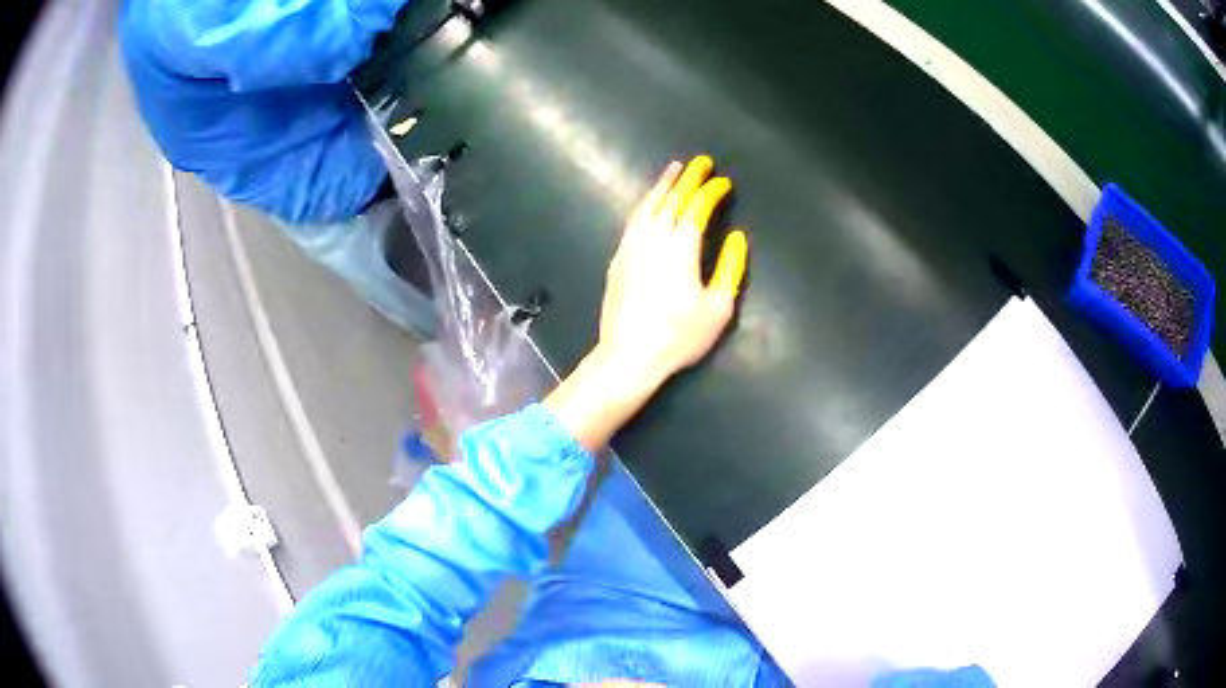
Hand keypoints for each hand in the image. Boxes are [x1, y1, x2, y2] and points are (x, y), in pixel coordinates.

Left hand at [598, 155, 747, 385]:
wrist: (629, 355)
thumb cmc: (679, 336)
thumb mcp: (718, 307)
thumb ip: (730, 267)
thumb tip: (736, 238)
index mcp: (681, 246)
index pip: (698, 207)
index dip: (712, 191)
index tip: (724, 183)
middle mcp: (654, 237)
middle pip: (672, 198)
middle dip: (689, 177)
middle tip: (701, 162)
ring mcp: (631, 245)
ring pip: (648, 204)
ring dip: (663, 184)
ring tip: (674, 169)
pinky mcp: (618, 258)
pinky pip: (634, 219)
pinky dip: (646, 204)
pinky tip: (650, 203)